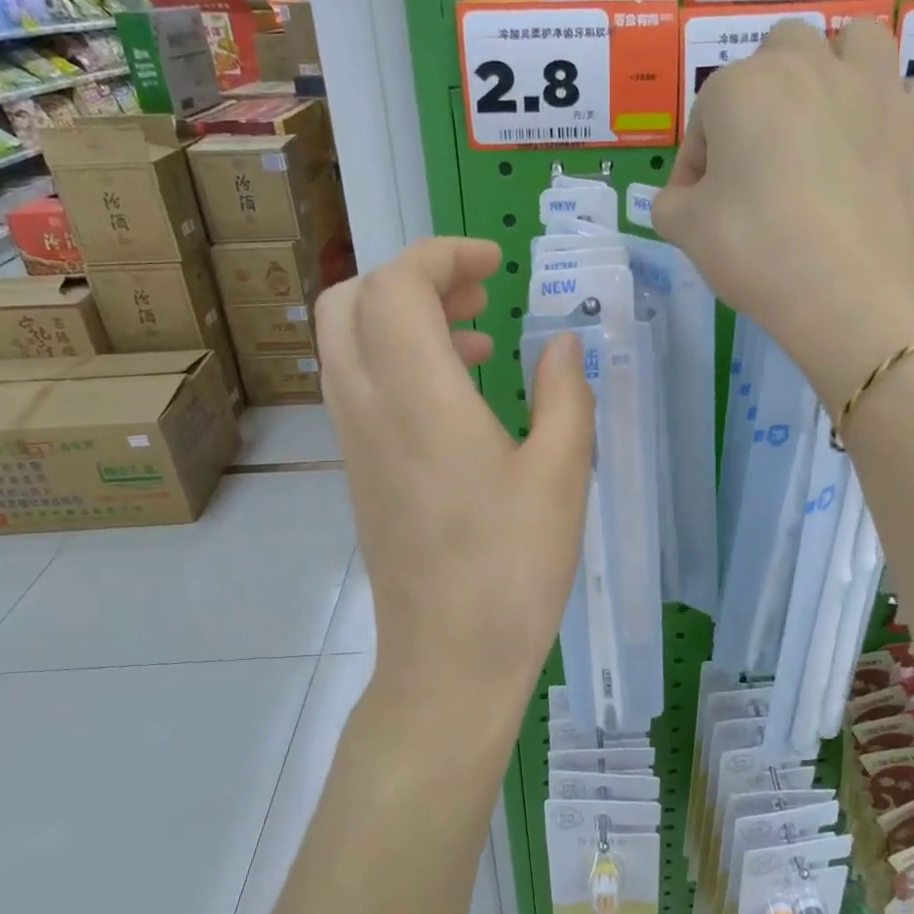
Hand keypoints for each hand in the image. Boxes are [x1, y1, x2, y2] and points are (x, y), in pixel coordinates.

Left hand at [315, 238, 593, 710]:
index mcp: (420, 398)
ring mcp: (354, 441)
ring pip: (348, 341)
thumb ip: (566, 393)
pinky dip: (396, 360)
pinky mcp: (358, 470)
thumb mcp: (563, 475)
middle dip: (411, 276)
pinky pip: (358, 383)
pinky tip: (459, 396)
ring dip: (402, 317)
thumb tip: (563, 342)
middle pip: (350, 300)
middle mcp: (369, 407)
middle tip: (477, 292)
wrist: (449, 660)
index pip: (396, 285)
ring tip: (478, 337)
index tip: (494, 263)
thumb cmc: (514, 568)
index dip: (441, 254)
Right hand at [653, 19, 913, 409]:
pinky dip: (884, 110)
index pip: (704, 117)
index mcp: (742, 87)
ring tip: (824, 121)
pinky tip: (871, 149)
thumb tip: (684, 198)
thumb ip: (670, 202)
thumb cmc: (758, 252)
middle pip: (777, 56)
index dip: (696, 164)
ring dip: (833, 69)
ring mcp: (873, 86)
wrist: (852, 292)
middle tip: (759, 158)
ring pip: (852, 43)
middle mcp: (809, 65)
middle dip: (762, 97)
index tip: (699, 208)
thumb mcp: (685, 232)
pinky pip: (900, 92)